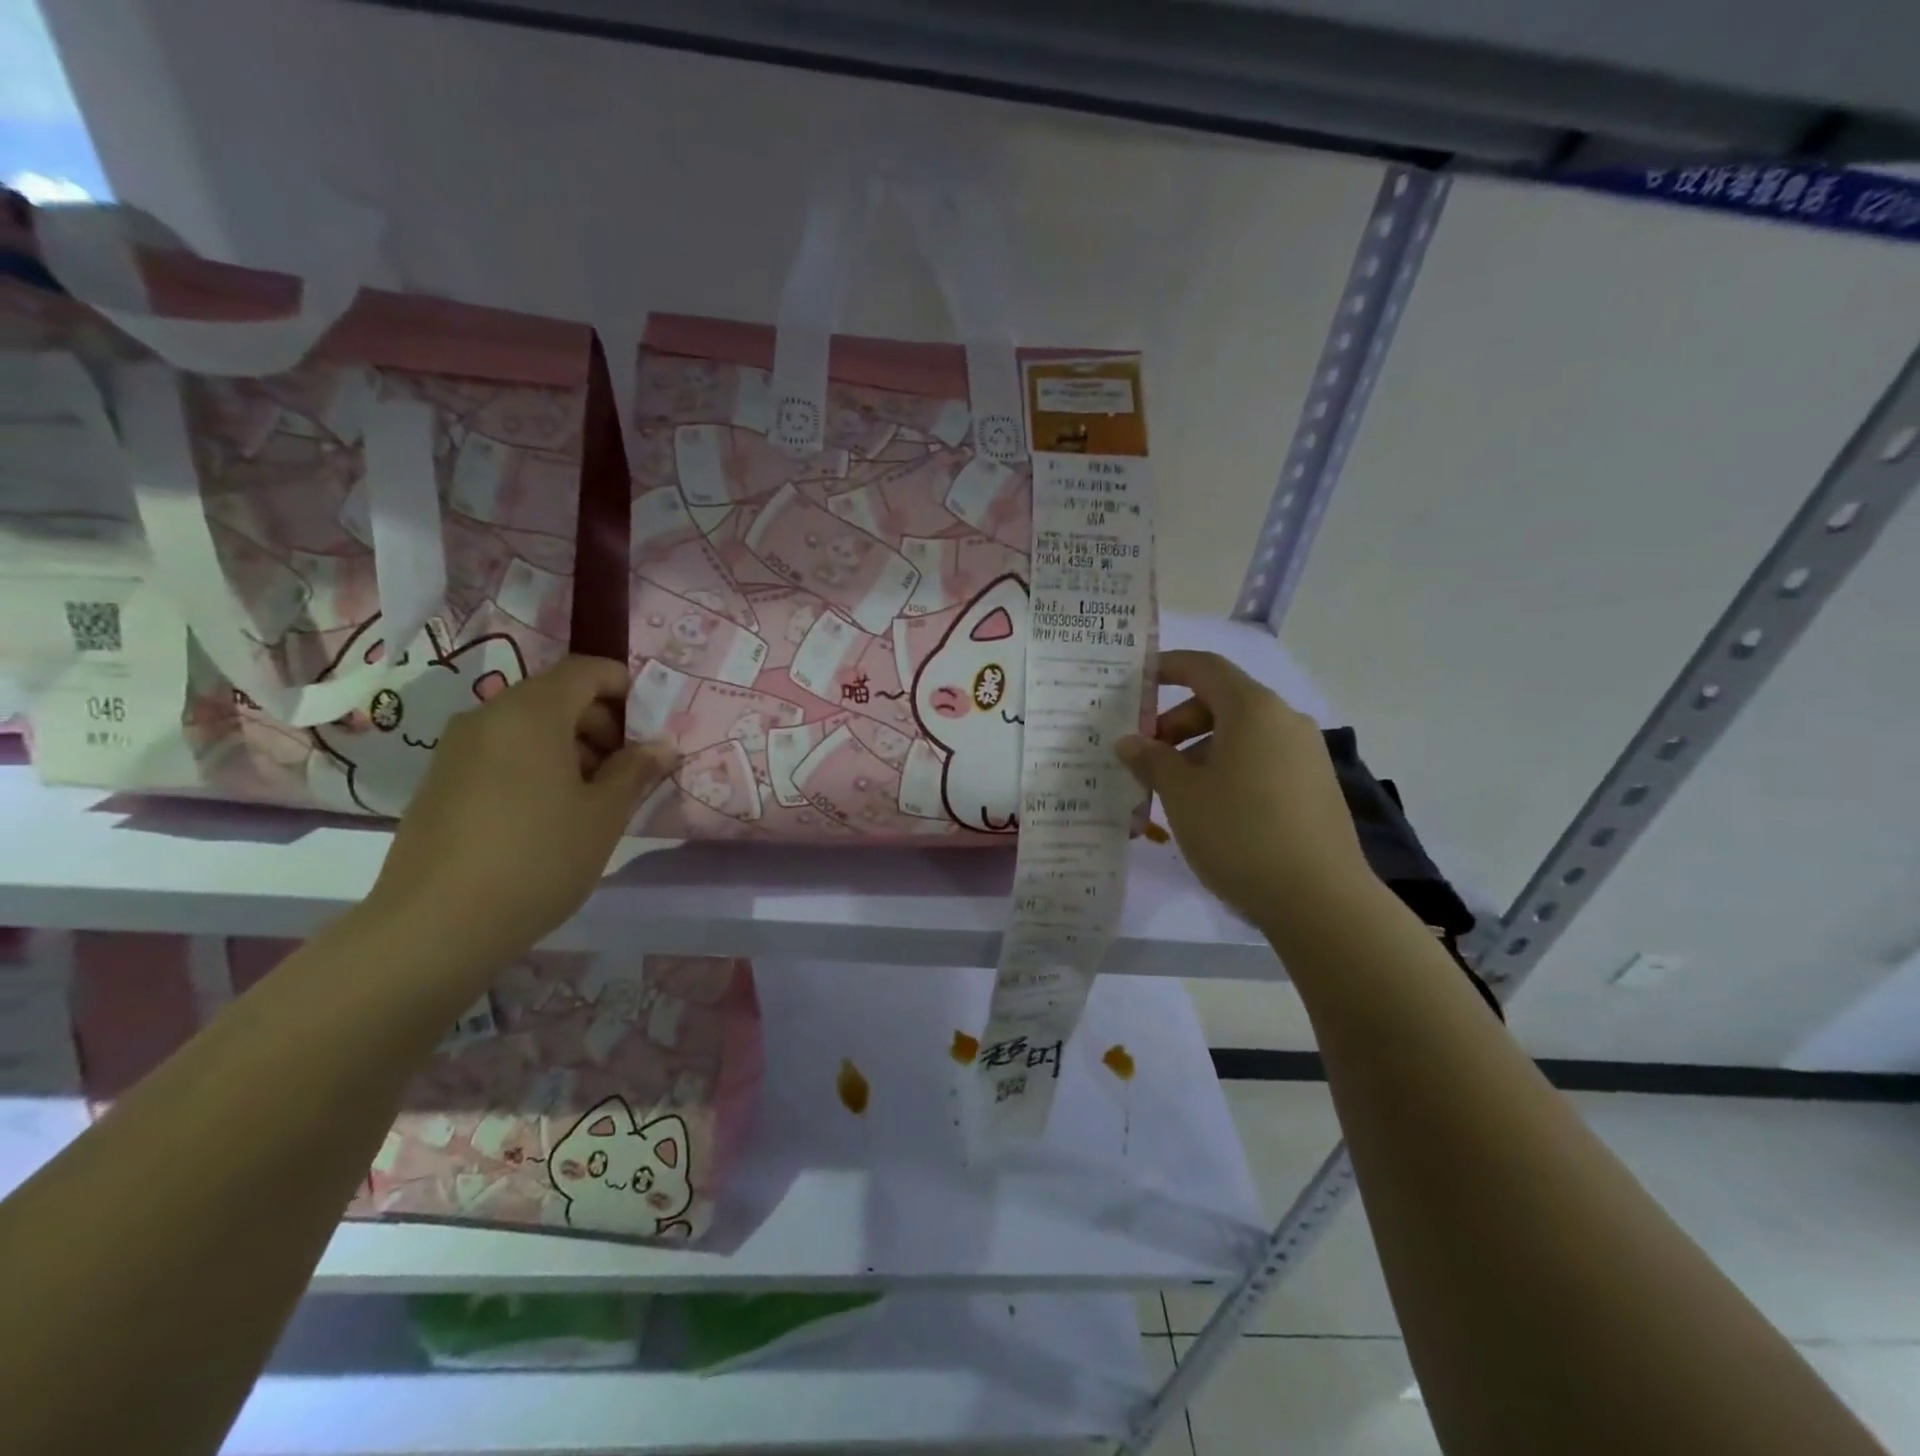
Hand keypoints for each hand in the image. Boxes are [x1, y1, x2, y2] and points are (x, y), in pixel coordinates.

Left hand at [370, 656, 677, 959]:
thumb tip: (661, 746)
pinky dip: (535, 765)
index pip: (585, 670)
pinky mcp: (440, 782)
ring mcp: (457, 749)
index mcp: (532, 713)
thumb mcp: (605, 815)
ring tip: (593, 798)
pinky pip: (501, 753)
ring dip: (570, 747)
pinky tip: (550, 815)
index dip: (625, 687)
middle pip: (556, 696)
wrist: (436, 926)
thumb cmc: (538, 858)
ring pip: (528, 727)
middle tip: (628, 769)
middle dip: (601, 723)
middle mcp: (488, 717)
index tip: (651, 726)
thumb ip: (635, 770)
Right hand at [1116, 650, 1375, 927]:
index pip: (1205, 667)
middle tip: (1147, 756)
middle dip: (1178, 722)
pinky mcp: (1315, 787)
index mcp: (1252, 709)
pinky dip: (1228, 769)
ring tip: (1173, 791)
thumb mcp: (1182, 795)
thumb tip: (1130, 741)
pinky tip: (1210, 809)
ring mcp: (1306, 754)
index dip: (1168, 667)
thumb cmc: (1239, 833)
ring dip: (1200, 751)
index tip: (1137, 682)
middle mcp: (1285, 721)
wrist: (1319, 899)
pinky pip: (1261, 761)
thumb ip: (1152, 760)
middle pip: (1222, 702)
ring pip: (1241, 736)